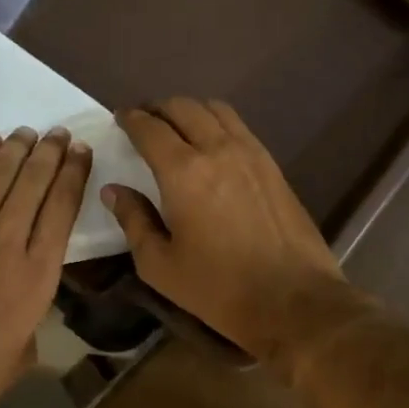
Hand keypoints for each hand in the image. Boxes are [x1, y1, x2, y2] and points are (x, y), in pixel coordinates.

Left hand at [0, 126, 90, 407]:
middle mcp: (5, 244)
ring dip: (15, 150)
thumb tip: (27, 288)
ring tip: (27, 132)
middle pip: (33, 184)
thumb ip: (33, 309)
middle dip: (49, 153)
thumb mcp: (25, 349)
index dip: (74, 175)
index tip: (81, 152)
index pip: (62, 209)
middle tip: (58, 133)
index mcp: (37, 276)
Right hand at [103, 99, 365, 366]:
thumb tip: (114, 190)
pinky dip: (217, 123)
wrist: (294, 300)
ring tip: (177, 126)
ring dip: (190, 110)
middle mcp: (217, 149)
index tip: (120, 118)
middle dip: (158, 108)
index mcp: (183, 172)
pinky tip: (211, 143)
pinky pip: (239, 127)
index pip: (150, 128)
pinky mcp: (272, 165)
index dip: (131, 118)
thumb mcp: (160, 265)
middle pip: (183, 107)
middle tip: (144, 121)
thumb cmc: (218, 288)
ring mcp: (250, 153)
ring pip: (215, 109)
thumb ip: (134, 221)